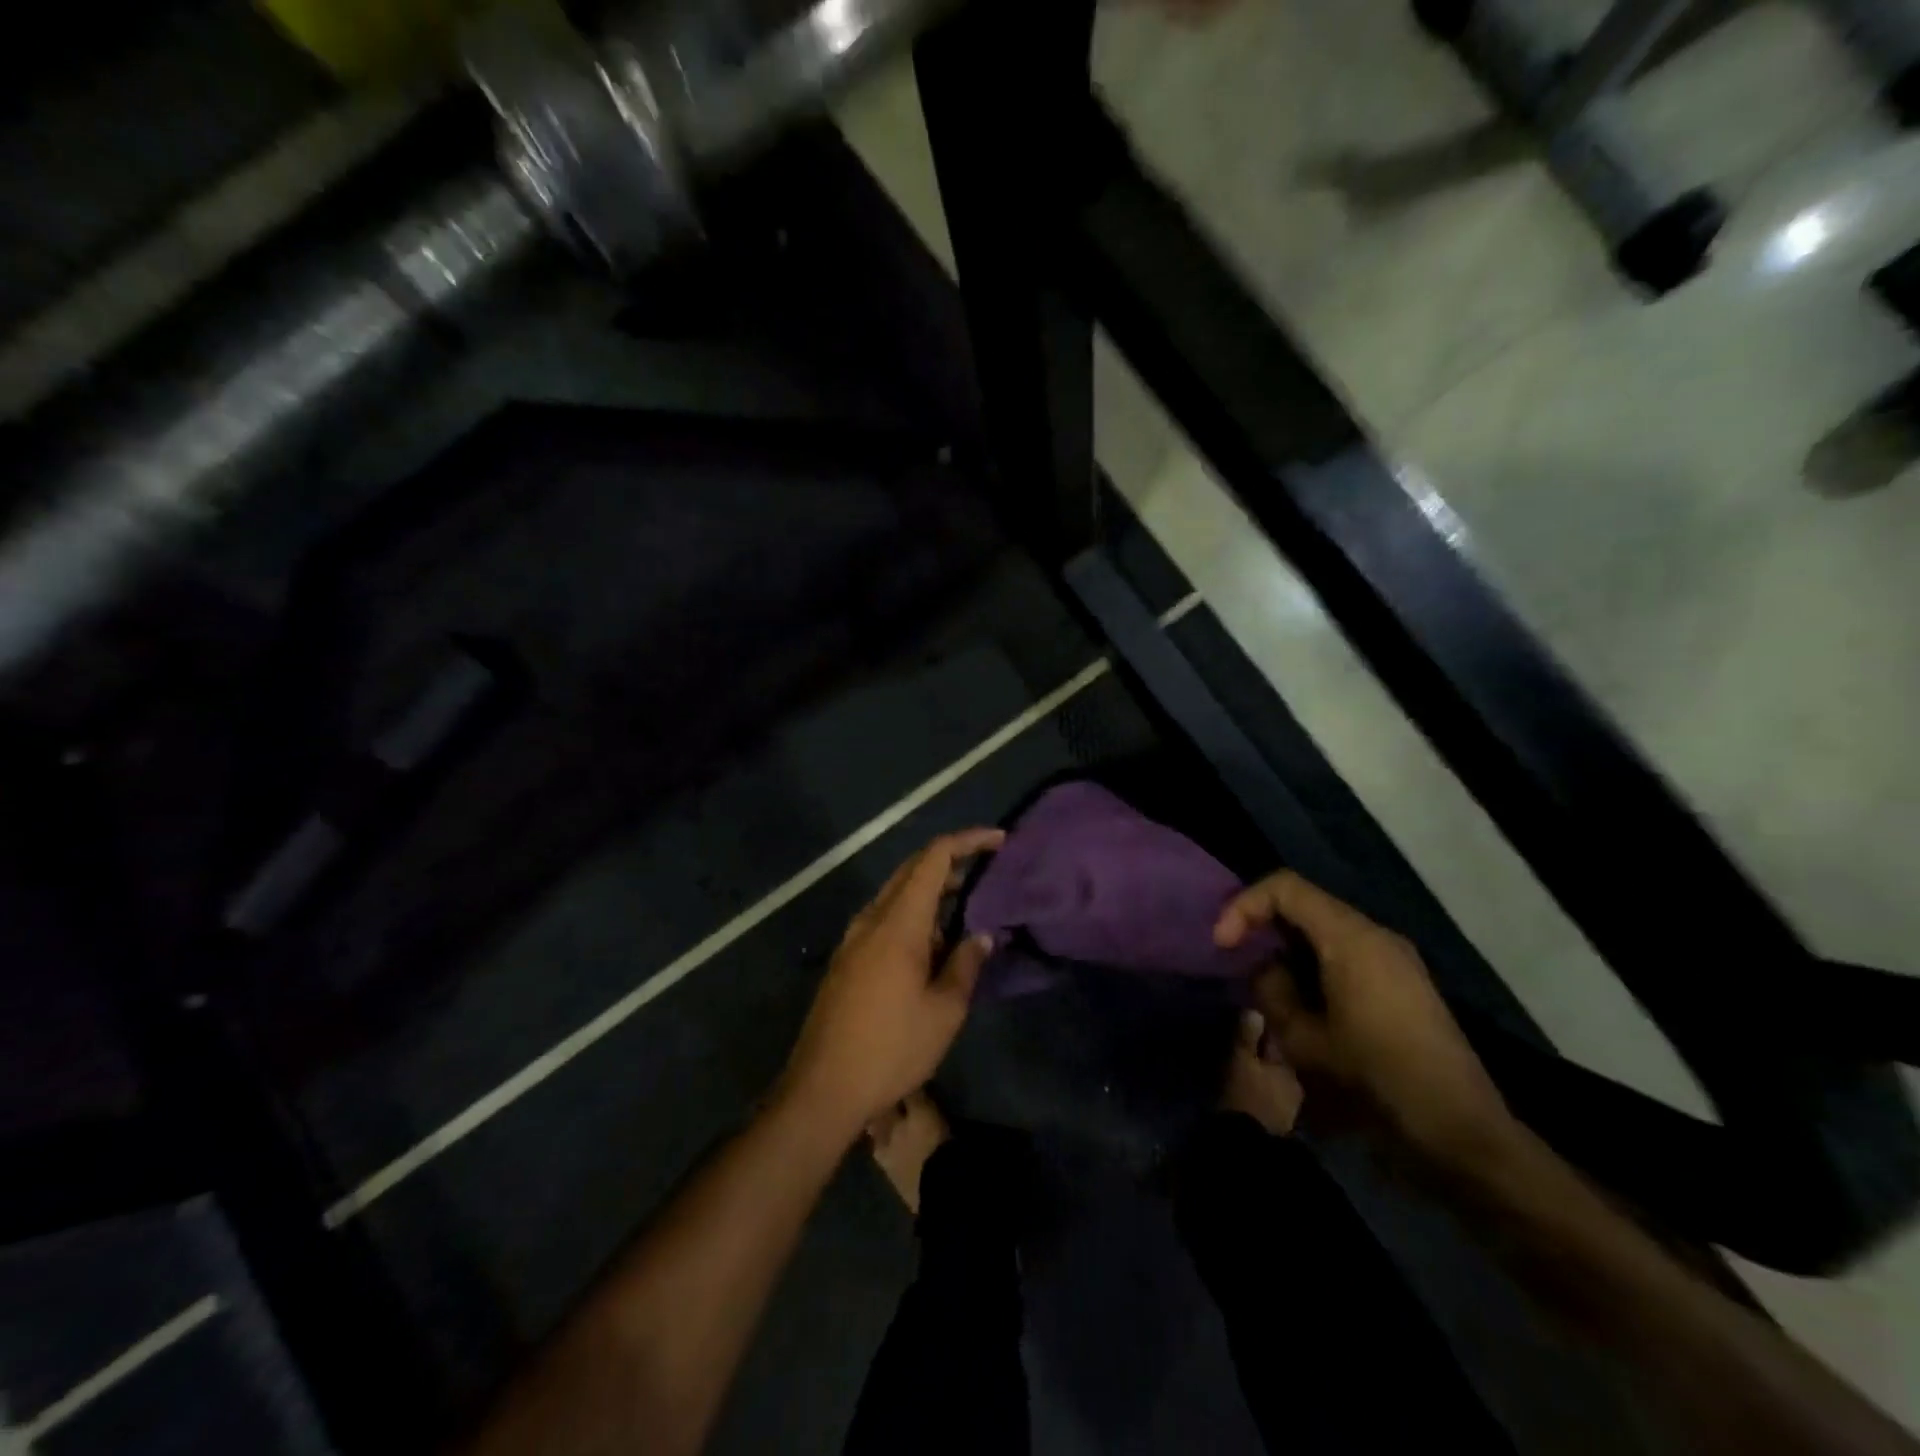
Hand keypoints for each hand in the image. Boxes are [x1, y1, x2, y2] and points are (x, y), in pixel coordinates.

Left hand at [780, 829, 1004, 1138]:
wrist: (822, 1088)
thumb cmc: (891, 1048)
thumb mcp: (944, 1011)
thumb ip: (966, 964)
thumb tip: (982, 935)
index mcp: (898, 922)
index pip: (933, 858)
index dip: (967, 841)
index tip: (999, 841)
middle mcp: (872, 918)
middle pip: (912, 869)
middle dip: (951, 861)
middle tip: (987, 869)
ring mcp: (854, 938)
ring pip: (897, 894)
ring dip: (931, 891)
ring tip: (967, 908)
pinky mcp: (846, 959)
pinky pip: (884, 918)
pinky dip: (914, 914)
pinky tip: (933, 944)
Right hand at [1215, 871, 1518, 1171]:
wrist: (1460, 1133)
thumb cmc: (1377, 1079)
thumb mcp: (1304, 1040)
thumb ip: (1272, 992)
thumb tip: (1264, 970)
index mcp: (1352, 938)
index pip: (1285, 887)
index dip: (1244, 906)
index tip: (1223, 945)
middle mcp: (1375, 935)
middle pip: (1305, 904)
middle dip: (1262, 926)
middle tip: (1235, 960)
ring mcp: (1394, 958)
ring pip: (1323, 929)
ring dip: (1286, 947)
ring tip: (1264, 985)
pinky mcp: (1402, 982)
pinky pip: (1344, 952)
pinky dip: (1311, 962)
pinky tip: (1300, 1001)